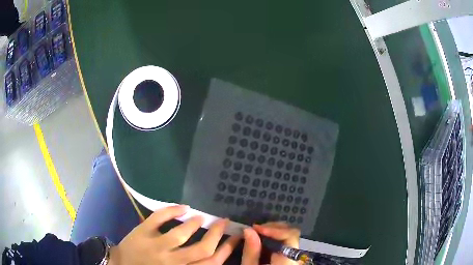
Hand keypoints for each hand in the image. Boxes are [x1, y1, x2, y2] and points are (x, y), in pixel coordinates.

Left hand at [109, 205, 239, 264]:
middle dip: (217, 234)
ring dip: (195, 223)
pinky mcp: (142, 232)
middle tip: (223, 222)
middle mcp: (172, 262)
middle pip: (203, 249)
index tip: (236, 237)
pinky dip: (171, 209)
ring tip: (202, 217)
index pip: (212, 263)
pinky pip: (159, 217)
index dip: (228, 249)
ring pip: (182, 233)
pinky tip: (182, 207)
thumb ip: (192, 264)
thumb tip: (212, 253)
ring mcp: (156, 246)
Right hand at [241, 222, 299, 264]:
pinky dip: (273, 238)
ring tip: (257, 233)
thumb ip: (251, 251)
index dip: (275, 229)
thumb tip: (248, 230)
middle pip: (292, 233)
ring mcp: (293, 255)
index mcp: (288, 260)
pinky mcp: (288, 257)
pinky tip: (261, 240)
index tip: (256, 228)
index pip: (291, 236)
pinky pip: (284, 243)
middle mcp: (295, 255)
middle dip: (273, 228)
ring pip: (288, 236)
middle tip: (255, 229)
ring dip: (273, 232)